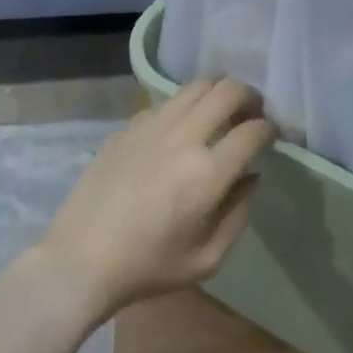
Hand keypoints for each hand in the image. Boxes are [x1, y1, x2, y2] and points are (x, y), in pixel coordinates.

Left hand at [39, 77, 275, 321]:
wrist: (81, 259)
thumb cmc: (147, 267)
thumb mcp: (206, 259)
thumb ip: (238, 214)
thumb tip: (252, 176)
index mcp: (207, 174)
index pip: (253, 131)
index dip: (269, 129)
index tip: (270, 136)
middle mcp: (184, 137)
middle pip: (229, 90)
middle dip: (250, 96)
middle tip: (252, 112)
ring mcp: (153, 125)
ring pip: (198, 85)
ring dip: (218, 92)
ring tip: (221, 110)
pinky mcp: (130, 125)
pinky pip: (168, 101)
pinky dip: (185, 105)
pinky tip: (181, 128)